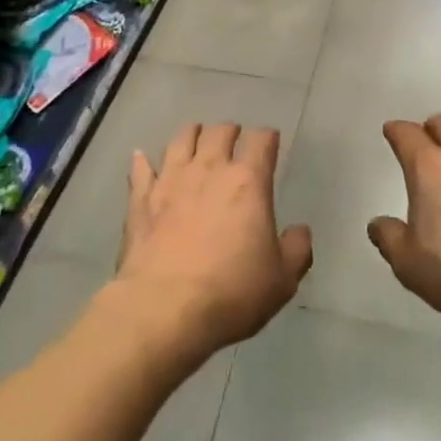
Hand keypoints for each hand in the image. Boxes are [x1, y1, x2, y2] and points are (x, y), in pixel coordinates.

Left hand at [113, 123, 312, 363]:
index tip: (270, 140)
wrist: (164, 309)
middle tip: (234, 137)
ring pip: (181, 140)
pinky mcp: (141, 200)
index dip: (267, 137)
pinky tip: (141, 157)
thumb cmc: (231, 292)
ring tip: (196, 136)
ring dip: (191, 134)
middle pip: (219, 132)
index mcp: (247, 182)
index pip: (261, 141)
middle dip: (230, 131)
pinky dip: (142, 161)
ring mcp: (170, 181)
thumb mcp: (281, 279)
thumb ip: (296, 249)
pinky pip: (141, 170)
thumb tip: (300, 231)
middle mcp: (209, 169)